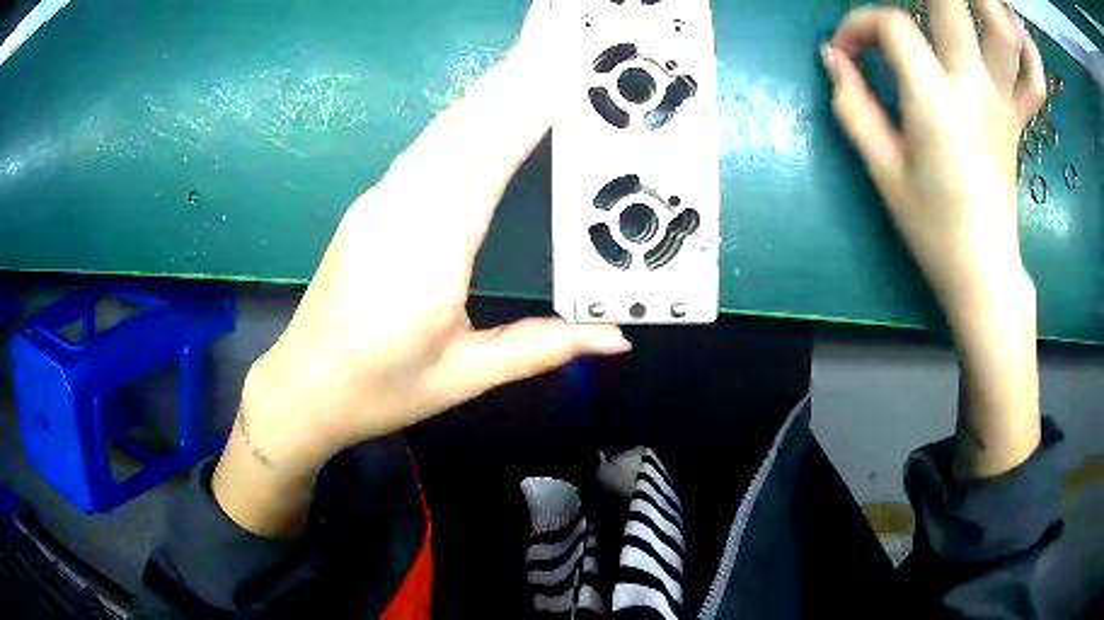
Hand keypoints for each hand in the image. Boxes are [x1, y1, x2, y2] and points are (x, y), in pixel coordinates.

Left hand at [212, 4, 629, 535]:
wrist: (304, 387)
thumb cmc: (380, 389)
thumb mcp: (465, 375)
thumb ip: (542, 347)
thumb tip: (617, 338)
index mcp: (428, 251)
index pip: (486, 157)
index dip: (527, 103)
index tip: (562, 62)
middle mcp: (400, 208)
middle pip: (464, 125)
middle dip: (516, 73)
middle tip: (558, 33)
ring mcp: (380, 200)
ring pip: (444, 128)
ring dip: (492, 86)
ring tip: (533, 53)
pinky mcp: (372, 204)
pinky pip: (428, 146)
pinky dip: (466, 114)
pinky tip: (487, 100)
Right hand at [823, 0, 1043, 475]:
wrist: (984, 272)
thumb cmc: (932, 228)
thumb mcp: (882, 171)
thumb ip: (853, 106)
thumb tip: (833, 58)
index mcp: (936, 103)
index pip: (894, 27)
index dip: (861, 24)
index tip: (849, 51)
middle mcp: (975, 89)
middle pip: (955, 4)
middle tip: (913, 0)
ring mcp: (1003, 103)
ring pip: (1005, 33)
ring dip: (987, 3)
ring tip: (968, 0)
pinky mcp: (1018, 120)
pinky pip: (1033, 79)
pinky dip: (1028, 51)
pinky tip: (1015, 33)